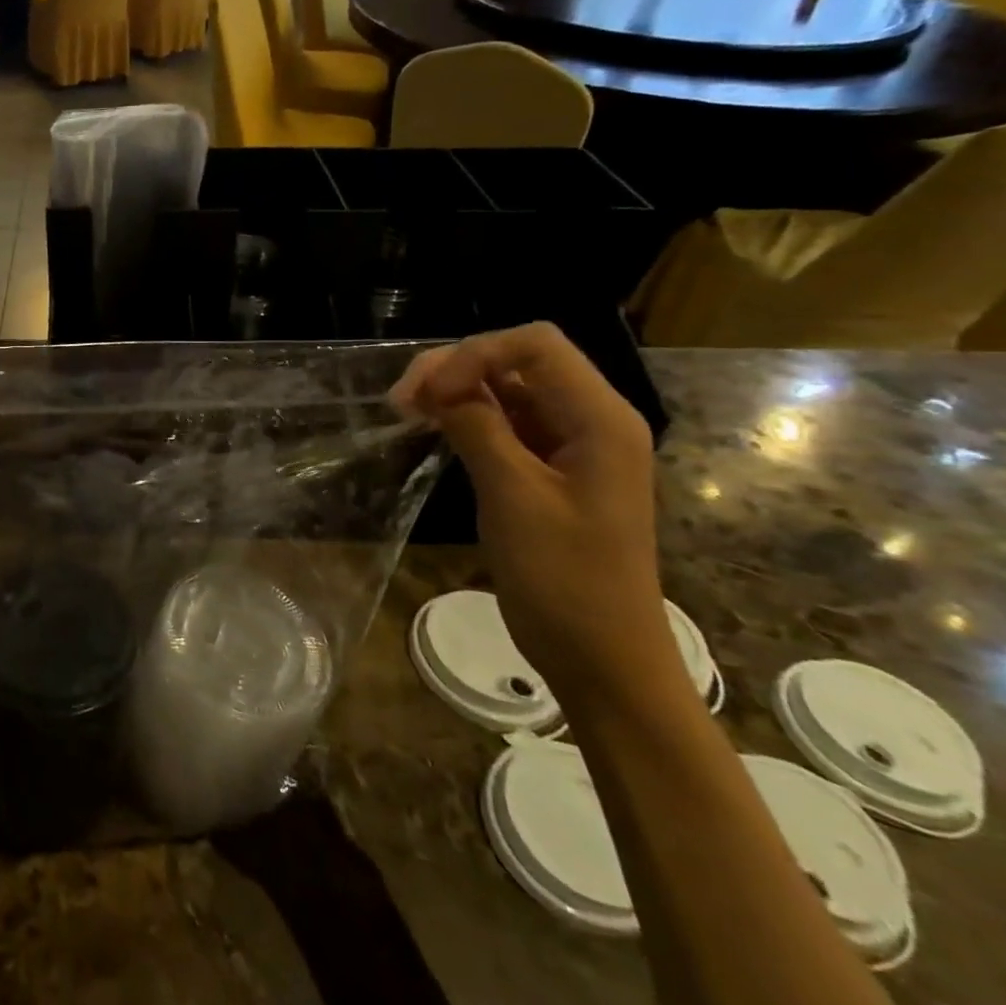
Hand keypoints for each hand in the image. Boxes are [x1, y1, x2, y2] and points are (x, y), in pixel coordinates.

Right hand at [393, 324, 676, 704]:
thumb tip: (438, 385)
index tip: (427, 393)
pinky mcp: (550, 468)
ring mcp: (571, 444)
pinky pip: (505, 422)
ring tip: (408, 410)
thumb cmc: (565, 579)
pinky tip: (431, 426)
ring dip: (456, 390)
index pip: (535, 345)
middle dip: (457, 367)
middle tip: (402, 399)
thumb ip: (478, 428)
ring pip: (507, 388)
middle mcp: (590, 419)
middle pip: (518, 359)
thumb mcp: (514, 496)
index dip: (474, 354)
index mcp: (599, 419)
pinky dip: (466, 416)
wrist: (602, 658)